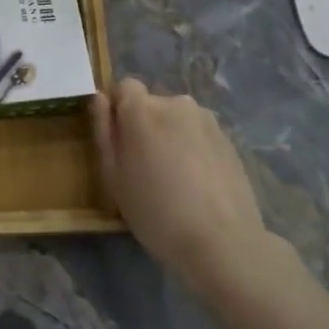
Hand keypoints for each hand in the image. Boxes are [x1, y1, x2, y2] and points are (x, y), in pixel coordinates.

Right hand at [92, 78, 287, 292]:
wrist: (222, 242)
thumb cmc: (156, 212)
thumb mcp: (114, 177)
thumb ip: (104, 131)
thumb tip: (100, 99)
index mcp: (142, 109)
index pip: (124, 86)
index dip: (117, 109)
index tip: (118, 141)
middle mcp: (176, 103)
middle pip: (151, 104)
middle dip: (144, 125)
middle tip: (144, 166)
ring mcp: (207, 120)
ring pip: (177, 119)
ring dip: (170, 136)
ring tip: (174, 177)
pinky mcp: (229, 139)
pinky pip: (199, 134)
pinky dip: (193, 148)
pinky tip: (197, 183)